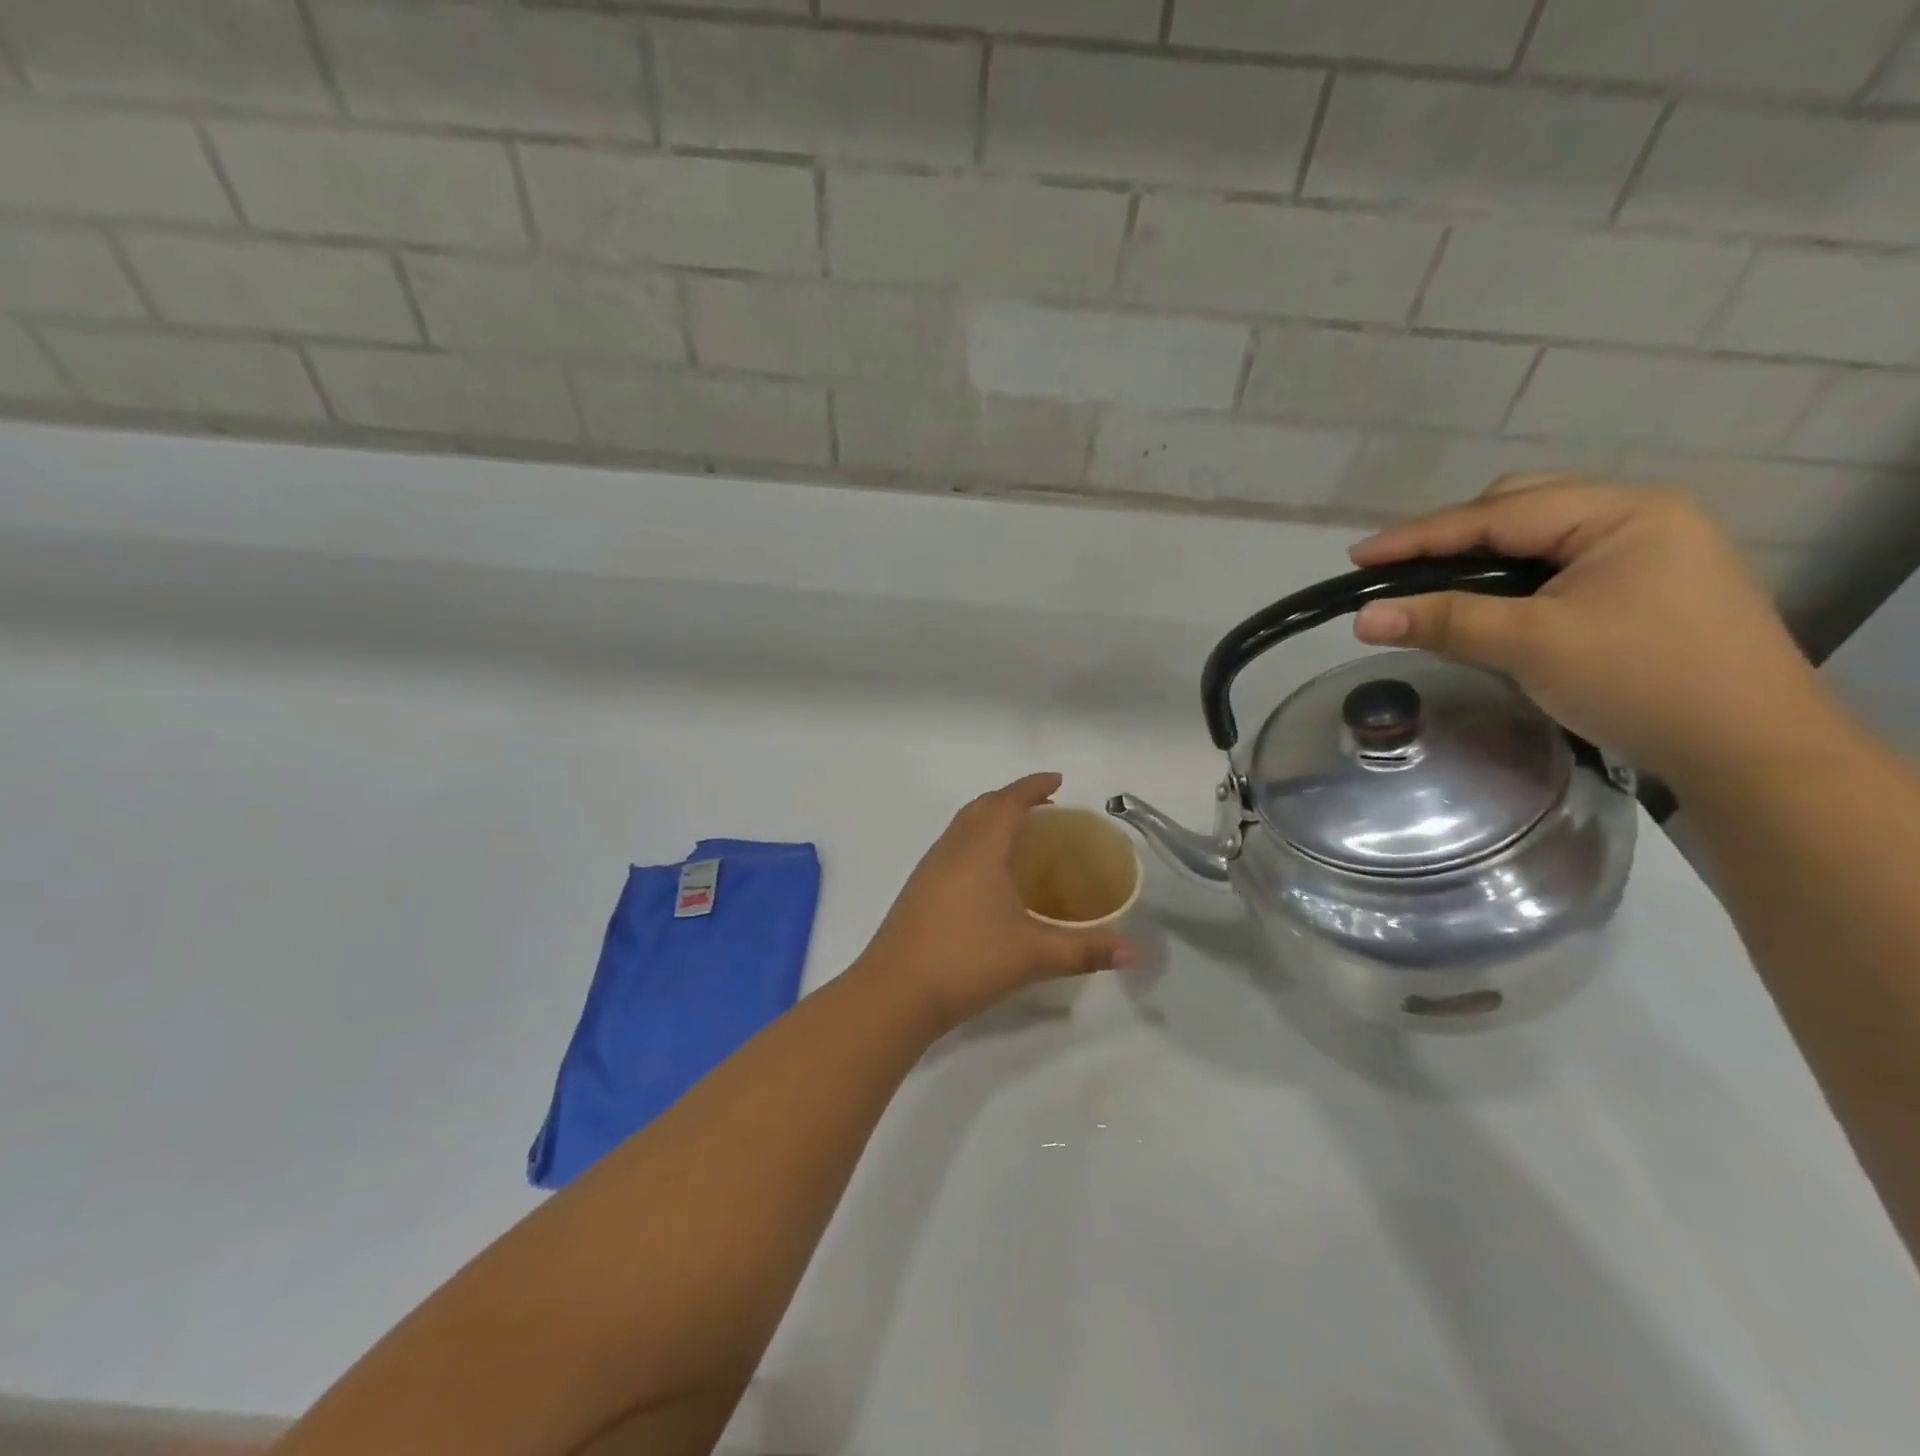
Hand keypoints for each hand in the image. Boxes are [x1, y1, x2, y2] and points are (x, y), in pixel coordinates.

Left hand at [858, 773, 1134, 1027]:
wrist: (894, 992)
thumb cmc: (967, 961)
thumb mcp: (1034, 955)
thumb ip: (1087, 950)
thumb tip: (1136, 952)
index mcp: (981, 849)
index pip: (1009, 801)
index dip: (1033, 786)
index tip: (1057, 780)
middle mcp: (952, 848)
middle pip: (982, 806)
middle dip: (1012, 798)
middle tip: (1045, 808)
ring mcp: (929, 868)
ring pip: (962, 826)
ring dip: (990, 818)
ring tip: (1020, 837)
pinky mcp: (918, 889)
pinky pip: (951, 846)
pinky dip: (974, 841)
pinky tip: (988, 876)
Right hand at [1347, 475, 1838, 787]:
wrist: (1750, 748)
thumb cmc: (1643, 682)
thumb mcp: (1533, 645)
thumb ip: (1445, 621)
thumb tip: (1362, 616)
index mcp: (1622, 512)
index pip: (1496, 514)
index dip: (1418, 536)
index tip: (1356, 556)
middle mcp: (1637, 515)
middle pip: (1518, 510)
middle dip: (1450, 538)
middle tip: (1394, 571)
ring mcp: (1646, 549)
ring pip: (1536, 537)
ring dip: (1479, 557)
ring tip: (1430, 584)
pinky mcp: (1644, 584)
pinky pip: (1556, 564)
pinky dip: (1509, 577)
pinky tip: (1486, 599)